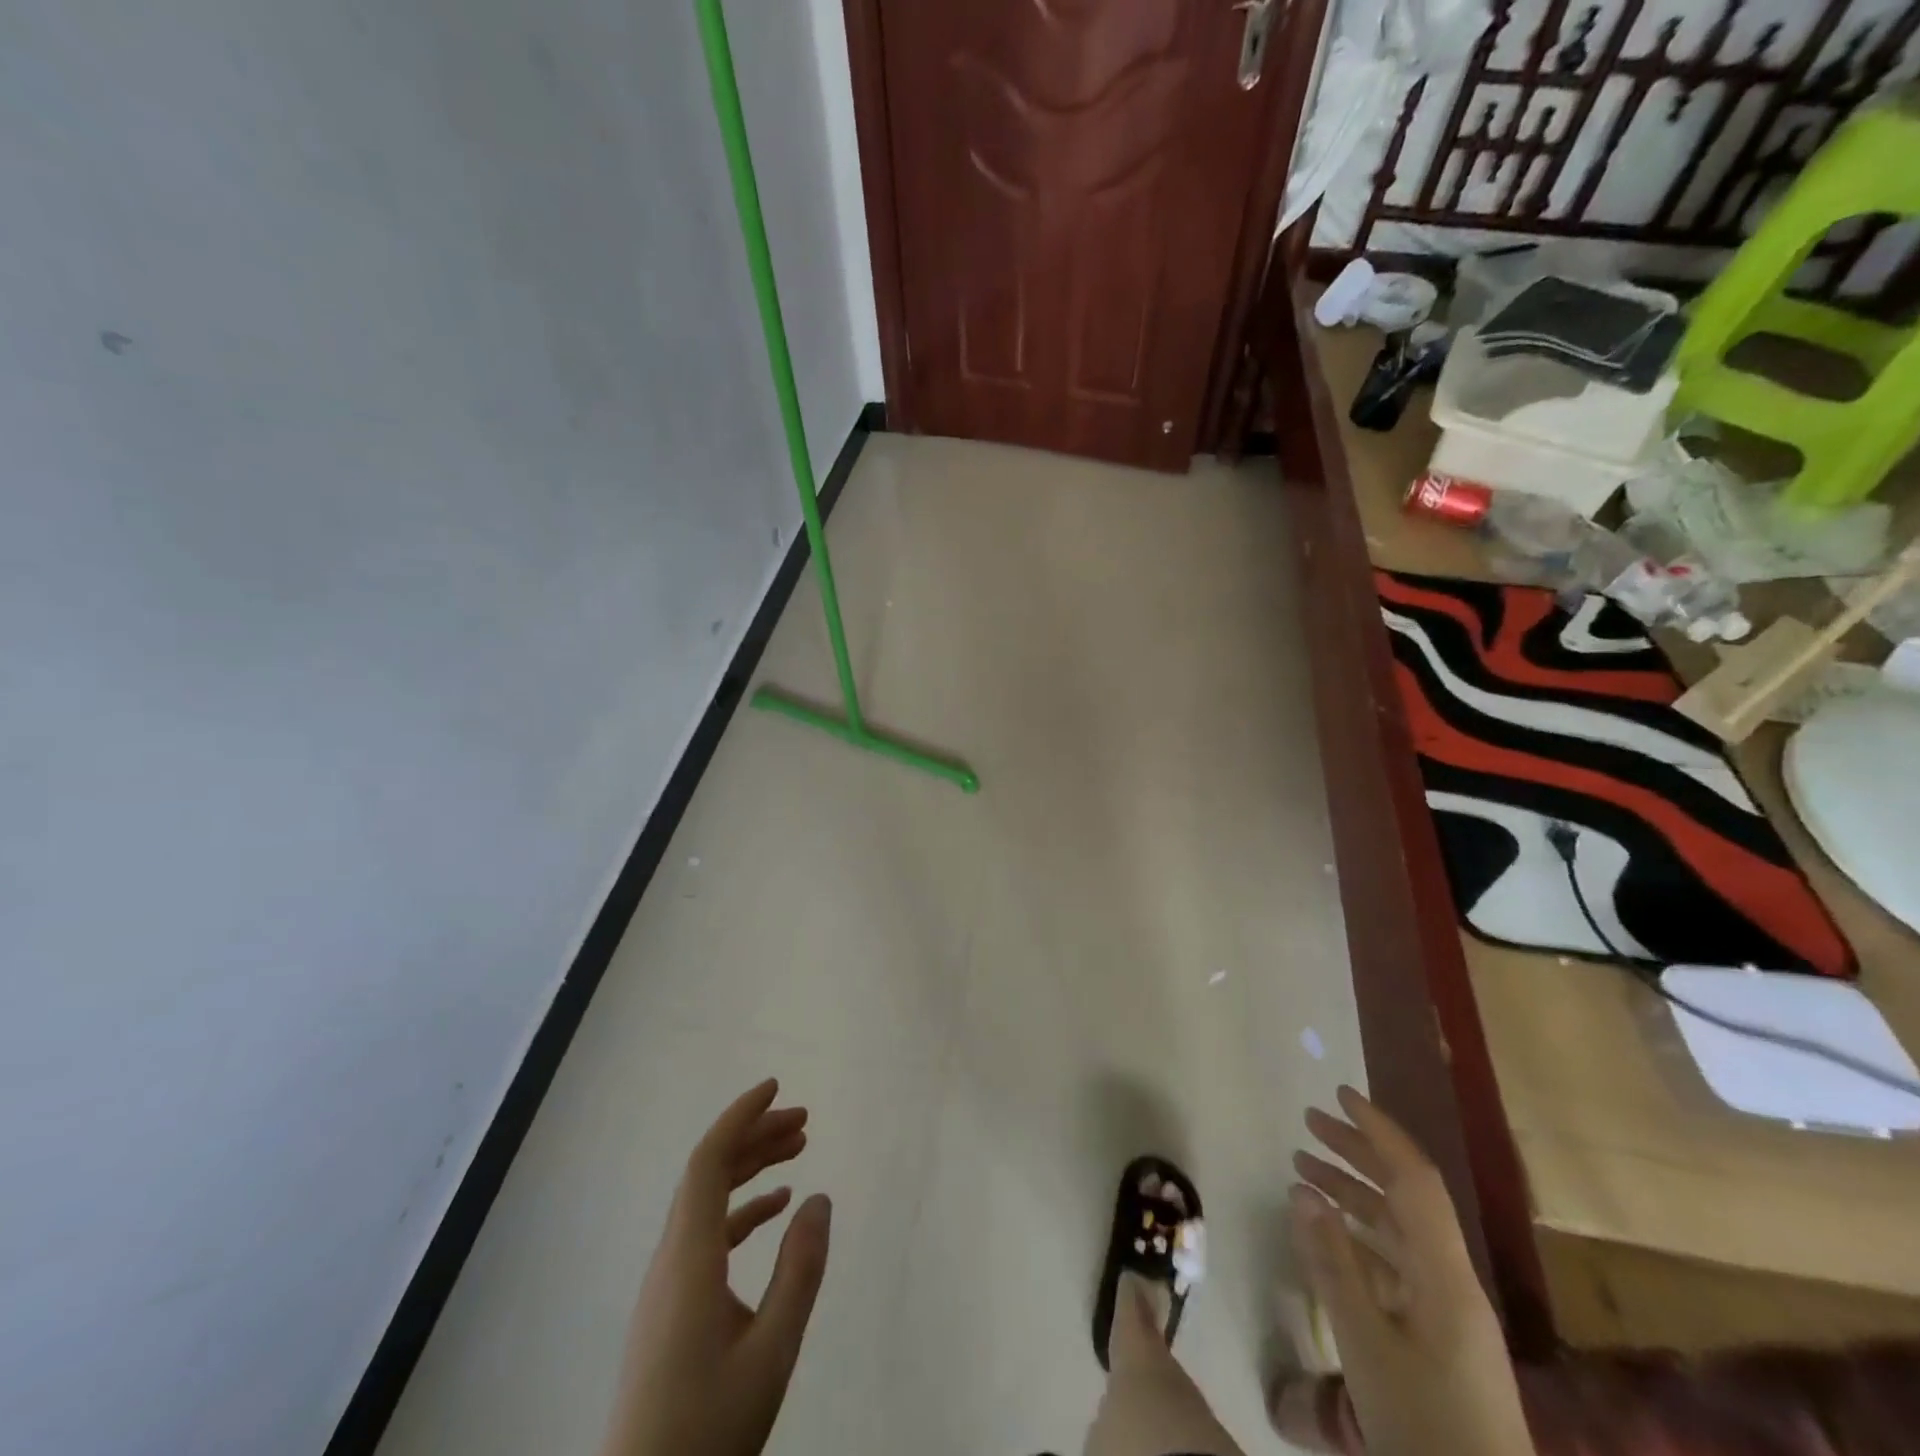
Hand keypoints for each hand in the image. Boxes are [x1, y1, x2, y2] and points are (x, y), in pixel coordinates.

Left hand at [599, 1080, 831, 1455]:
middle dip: (755, 1136)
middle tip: (804, 1121)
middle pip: (709, 1173)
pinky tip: (775, 1211)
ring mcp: (667, 1284)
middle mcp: (671, 1258)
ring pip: (708, 1202)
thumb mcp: (772, 1350)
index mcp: (689, 1257)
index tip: (777, 1088)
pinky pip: (706, 1234)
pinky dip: (742, 1210)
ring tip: (797, 1151)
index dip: (740, 1116)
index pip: (708, 1161)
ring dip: (750, 1169)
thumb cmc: (707, 1428)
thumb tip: (819, 1197)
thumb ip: (799, 1269)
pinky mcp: (670, 1308)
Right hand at [1290, 1086, 1530, 1455]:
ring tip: (1302, 1169)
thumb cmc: (1425, 1427)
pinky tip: (1328, 1235)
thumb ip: (1333, 1262)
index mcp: (1446, 1277)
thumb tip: (1302, 1188)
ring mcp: (1448, 1312)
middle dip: (1359, 1153)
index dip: (1379, 1132)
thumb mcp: (1367, 1344)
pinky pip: (1395, 1264)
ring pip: (1398, 1230)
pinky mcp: (1439, 1339)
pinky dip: (1359, 1238)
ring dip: (1353, 1194)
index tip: (1339, 1096)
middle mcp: (1452, 1282)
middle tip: (1308, 1123)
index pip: (1414, 1180)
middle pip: (1406, 1197)